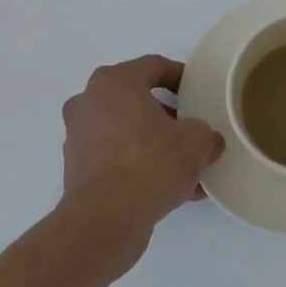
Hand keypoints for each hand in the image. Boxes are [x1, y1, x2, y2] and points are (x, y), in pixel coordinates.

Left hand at [61, 55, 223, 252]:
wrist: (106, 220)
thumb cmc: (151, 163)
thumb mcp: (196, 142)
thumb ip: (206, 133)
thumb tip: (207, 141)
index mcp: (113, 82)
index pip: (154, 66)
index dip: (182, 76)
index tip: (199, 93)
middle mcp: (89, 103)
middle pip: (138, 101)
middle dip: (169, 117)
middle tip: (194, 132)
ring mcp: (79, 137)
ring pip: (129, 133)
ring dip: (157, 145)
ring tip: (189, 169)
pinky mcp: (78, 170)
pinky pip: (119, 159)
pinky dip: (142, 167)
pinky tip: (173, 190)